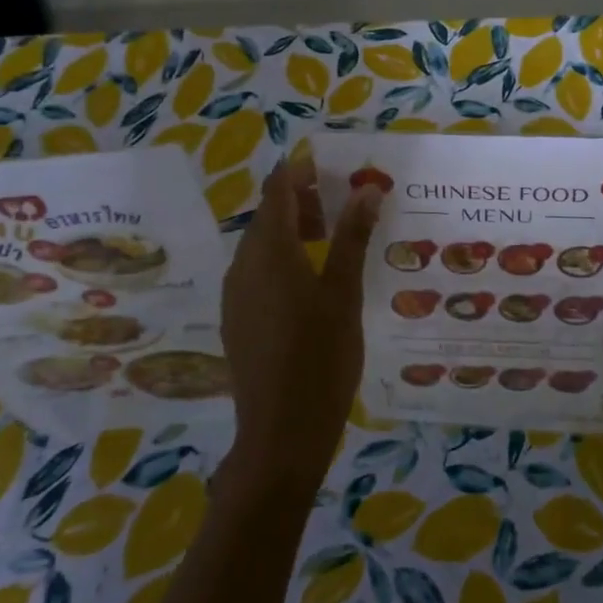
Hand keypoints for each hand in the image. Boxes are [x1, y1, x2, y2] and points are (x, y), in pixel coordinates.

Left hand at [220, 155, 381, 495]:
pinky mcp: (236, 318)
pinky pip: (257, 271)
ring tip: (335, 244)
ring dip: (294, 232)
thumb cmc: (321, 356)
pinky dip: (283, 260)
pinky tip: (312, 284)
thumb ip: (352, 237)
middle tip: (346, 209)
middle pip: (269, 215)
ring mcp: (235, 293)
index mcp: (269, 251)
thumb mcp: (344, 292)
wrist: (281, 432)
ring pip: (262, 245)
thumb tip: (367, 189)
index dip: (303, 172)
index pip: (278, 189)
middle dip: (304, 202)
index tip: (335, 170)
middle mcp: (243, 264)